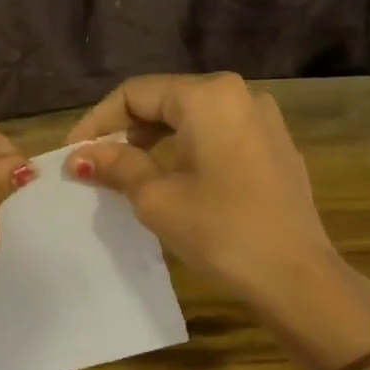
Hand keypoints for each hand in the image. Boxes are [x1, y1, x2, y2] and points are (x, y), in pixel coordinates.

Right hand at [63, 73, 369, 368]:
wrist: (295, 276)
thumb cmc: (219, 230)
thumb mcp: (157, 198)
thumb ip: (116, 166)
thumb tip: (79, 156)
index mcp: (209, 97)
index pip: (137, 93)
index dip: (98, 120)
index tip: (73, 153)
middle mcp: (240, 95)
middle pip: (167, 100)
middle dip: (126, 129)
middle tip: (97, 163)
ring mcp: (264, 120)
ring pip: (194, 118)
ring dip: (156, 140)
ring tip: (130, 172)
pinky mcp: (276, 147)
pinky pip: (220, 135)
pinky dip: (188, 149)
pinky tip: (175, 179)